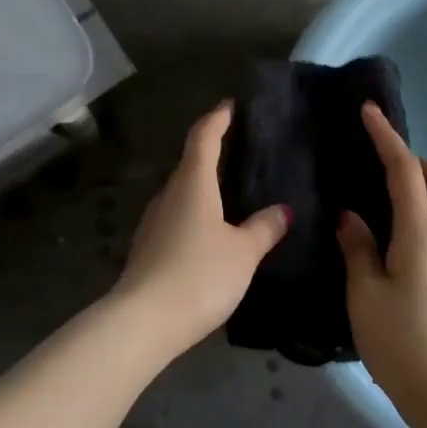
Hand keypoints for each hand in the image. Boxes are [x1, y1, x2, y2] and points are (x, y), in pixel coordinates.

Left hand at [112, 101, 290, 356]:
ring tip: (231, 189)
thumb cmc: (199, 275)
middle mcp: (169, 195)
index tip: (230, 106)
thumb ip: (264, 228)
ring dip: (203, 185)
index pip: (203, 138)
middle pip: (190, 163)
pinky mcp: (148, 248)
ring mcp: (154, 222)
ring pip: (182, 192)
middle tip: (240, 148)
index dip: (218, 119)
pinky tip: (211, 230)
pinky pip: (177, 217)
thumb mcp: (243, 252)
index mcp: (193, 184)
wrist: (144, 321)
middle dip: (212, 151)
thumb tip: (283, 210)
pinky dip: (196, 212)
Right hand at [336, 103, 426, 415]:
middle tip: (377, 170)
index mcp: (420, 233)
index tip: (369, 112)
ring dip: (417, 189)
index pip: (405, 171)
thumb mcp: (365, 293)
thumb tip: (353, 218)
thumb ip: (358, 248)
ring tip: (375, 203)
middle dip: (415, 161)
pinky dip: (416, 216)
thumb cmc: (399, 340)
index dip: (387, 137)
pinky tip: (386, 240)